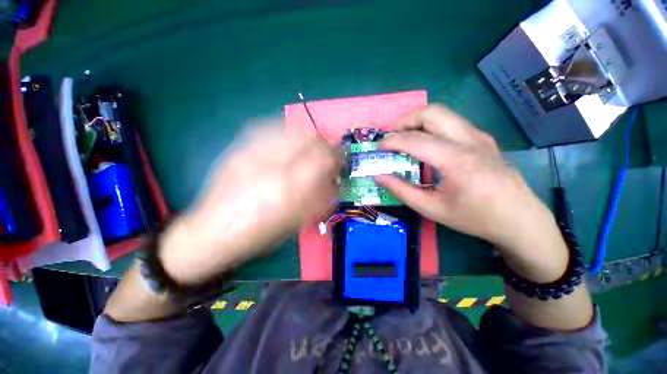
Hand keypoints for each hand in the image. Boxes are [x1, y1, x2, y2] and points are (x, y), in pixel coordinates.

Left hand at [160, 124, 340, 284]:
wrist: (210, 232)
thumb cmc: (258, 235)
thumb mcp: (296, 222)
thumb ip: (319, 199)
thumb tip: (334, 182)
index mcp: (288, 188)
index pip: (323, 156)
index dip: (336, 156)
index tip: (339, 162)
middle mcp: (271, 163)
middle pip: (308, 137)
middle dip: (323, 145)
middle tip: (326, 156)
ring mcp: (250, 152)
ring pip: (290, 128)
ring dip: (306, 138)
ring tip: (308, 150)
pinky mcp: (238, 149)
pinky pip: (269, 129)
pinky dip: (285, 134)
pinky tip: (286, 145)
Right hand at [376, 105, 567, 281]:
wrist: (519, 219)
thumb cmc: (474, 217)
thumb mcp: (431, 208)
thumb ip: (401, 190)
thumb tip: (378, 176)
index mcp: (457, 160)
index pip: (416, 140)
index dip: (392, 141)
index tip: (378, 146)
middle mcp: (470, 140)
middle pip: (432, 112)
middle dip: (405, 120)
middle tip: (391, 136)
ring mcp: (479, 136)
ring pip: (443, 113)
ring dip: (418, 120)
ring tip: (404, 137)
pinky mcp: (483, 138)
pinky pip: (452, 122)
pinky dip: (432, 126)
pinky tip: (426, 143)